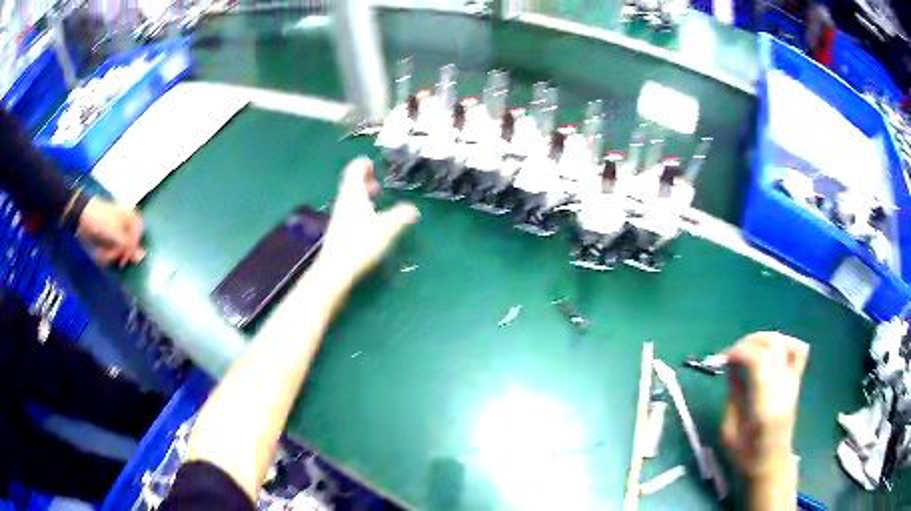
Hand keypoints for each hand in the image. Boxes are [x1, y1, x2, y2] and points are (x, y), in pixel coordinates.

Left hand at [77, 197, 145, 267]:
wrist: (82, 216)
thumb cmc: (101, 221)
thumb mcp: (116, 234)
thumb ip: (129, 246)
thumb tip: (144, 256)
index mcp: (131, 219)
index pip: (138, 239)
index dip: (131, 250)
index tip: (122, 259)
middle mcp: (126, 226)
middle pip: (129, 247)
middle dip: (118, 253)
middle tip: (110, 256)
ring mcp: (116, 233)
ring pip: (119, 251)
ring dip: (111, 255)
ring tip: (102, 254)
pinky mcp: (108, 239)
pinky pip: (112, 252)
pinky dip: (106, 255)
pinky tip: (100, 254)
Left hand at [314, 158, 418, 288]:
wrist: (335, 270)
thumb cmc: (360, 244)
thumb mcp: (386, 228)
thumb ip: (401, 216)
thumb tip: (413, 209)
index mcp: (353, 195)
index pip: (355, 171)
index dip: (362, 165)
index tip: (370, 161)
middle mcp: (344, 203)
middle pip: (351, 185)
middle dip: (363, 180)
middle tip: (375, 179)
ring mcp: (340, 219)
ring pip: (351, 200)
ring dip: (362, 196)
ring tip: (375, 198)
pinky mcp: (339, 234)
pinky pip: (350, 214)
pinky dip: (360, 210)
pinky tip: (370, 221)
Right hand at [721, 332, 808, 478]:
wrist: (771, 465)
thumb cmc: (745, 456)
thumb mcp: (729, 431)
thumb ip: (733, 395)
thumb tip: (732, 367)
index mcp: (765, 406)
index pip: (759, 360)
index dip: (740, 351)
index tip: (723, 358)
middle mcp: (783, 390)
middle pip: (773, 346)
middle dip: (749, 342)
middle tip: (732, 354)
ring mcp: (793, 384)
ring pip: (786, 343)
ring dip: (766, 339)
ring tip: (750, 349)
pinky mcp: (797, 382)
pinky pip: (798, 351)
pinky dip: (784, 343)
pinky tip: (771, 351)